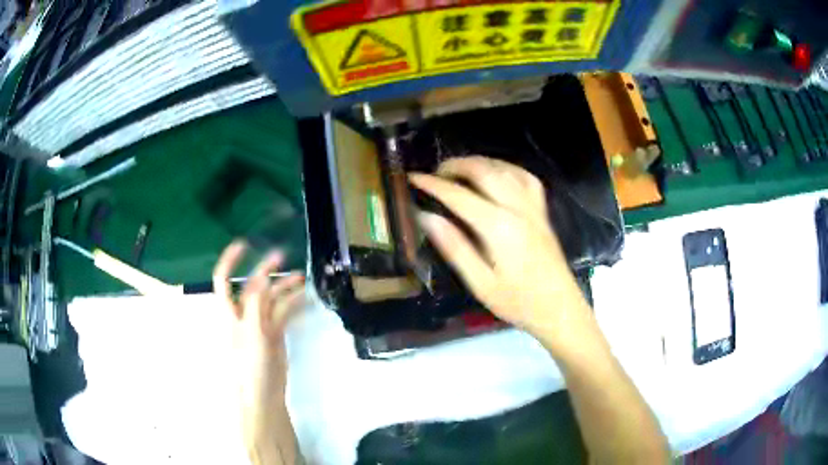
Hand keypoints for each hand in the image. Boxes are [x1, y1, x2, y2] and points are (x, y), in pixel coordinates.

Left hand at [213, 241, 305, 450]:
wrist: (263, 394)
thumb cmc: (249, 365)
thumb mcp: (252, 334)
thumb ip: (255, 306)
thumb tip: (262, 279)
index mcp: (231, 313)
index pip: (224, 281)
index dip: (230, 261)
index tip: (244, 244)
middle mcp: (244, 314)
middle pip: (253, 286)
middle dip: (265, 270)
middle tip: (283, 255)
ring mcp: (260, 324)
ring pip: (271, 299)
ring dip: (284, 287)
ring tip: (302, 278)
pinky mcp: (275, 334)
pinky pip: (284, 313)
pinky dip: (293, 304)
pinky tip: (306, 298)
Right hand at [409, 156, 590, 345]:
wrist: (559, 308)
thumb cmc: (518, 302)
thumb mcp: (480, 283)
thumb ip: (454, 247)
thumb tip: (426, 217)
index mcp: (499, 227)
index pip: (459, 196)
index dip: (433, 184)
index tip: (413, 177)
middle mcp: (518, 208)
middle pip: (484, 171)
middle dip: (456, 166)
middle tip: (435, 173)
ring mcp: (533, 207)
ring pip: (505, 169)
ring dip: (479, 162)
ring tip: (459, 169)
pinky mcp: (543, 212)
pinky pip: (526, 178)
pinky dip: (507, 168)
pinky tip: (496, 174)